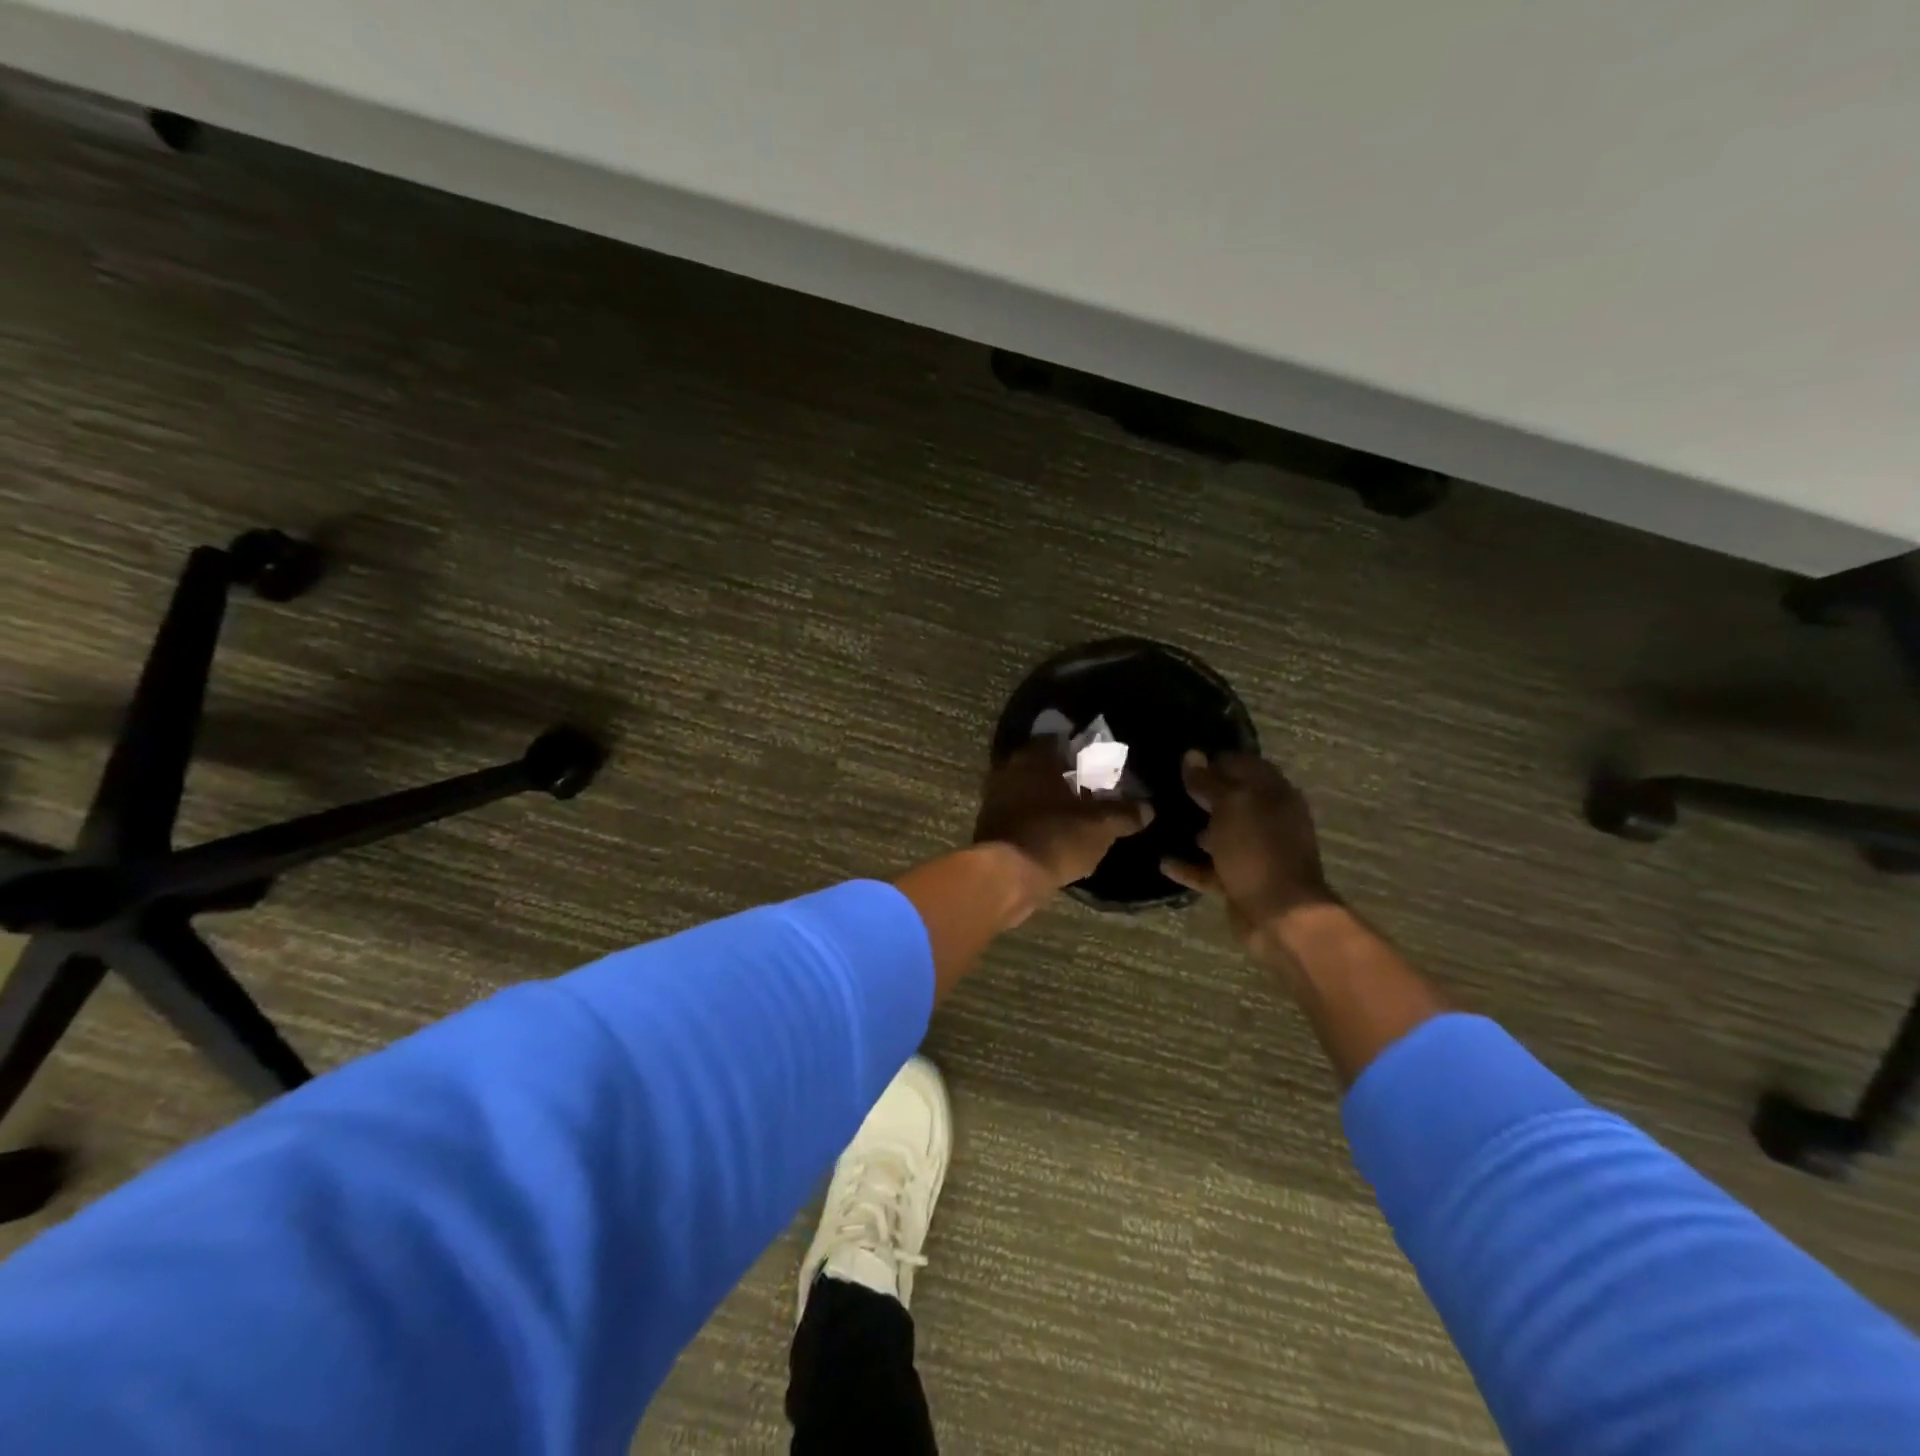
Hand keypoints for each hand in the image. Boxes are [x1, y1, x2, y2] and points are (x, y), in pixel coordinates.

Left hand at [973, 742, 1151, 893]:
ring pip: (1029, 790)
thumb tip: (1147, 808)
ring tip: (1076, 815)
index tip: (1099, 762)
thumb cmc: (1056, 837)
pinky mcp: (989, 826)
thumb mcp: (1101, 826)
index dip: (1081, 749)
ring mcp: (995, 798)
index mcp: (1035, 757)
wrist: (1006, 877)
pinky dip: (1036, 820)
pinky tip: (1055, 834)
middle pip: (1042, 766)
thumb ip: (1125, 813)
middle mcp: (1010, 769)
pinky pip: (1019, 814)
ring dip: (1049, 800)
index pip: (1059, 739)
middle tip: (1091, 790)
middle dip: (1065, 776)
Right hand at [1160, 750, 1336, 945]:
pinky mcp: (1241, 880)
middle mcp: (1267, 819)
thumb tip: (1192, 755)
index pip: (1243, 764)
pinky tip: (1163, 861)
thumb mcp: (1231, 806)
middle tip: (1165, 786)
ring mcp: (1255, 852)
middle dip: (1201, 792)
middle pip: (1231, 798)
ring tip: (1160, 820)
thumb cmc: (1258, 850)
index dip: (1214, 759)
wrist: (1281, 916)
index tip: (1181, 758)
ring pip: (1221, 833)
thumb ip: (1209, 781)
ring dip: (1195, 827)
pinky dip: (1189, 865)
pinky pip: (1210, 868)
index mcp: (1273, 794)